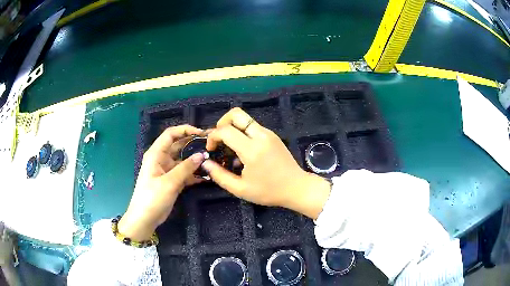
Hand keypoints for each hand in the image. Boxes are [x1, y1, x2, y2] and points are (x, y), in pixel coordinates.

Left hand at [119, 125, 205, 240]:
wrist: (144, 218)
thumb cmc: (152, 198)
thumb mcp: (169, 182)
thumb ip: (186, 168)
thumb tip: (202, 155)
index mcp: (156, 154)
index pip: (170, 134)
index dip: (185, 130)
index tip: (201, 133)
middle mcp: (161, 159)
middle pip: (178, 145)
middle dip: (193, 144)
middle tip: (211, 145)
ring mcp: (167, 171)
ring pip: (183, 160)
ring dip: (195, 160)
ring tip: (212, 160)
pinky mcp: (172, 181)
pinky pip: (185, 173)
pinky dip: (194, 174)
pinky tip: (207, 176)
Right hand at [202, 108, 330, 218]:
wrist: (296, 188)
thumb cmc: (268, 191)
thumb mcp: (240, 189)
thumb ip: (219, 175)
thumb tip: (205, 163)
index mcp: (252, 149)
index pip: (225, 130)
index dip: (213, 137)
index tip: (211, 149)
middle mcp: (261, 136)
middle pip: (236, 113)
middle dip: (222, 122)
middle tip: (219, 139)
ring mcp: (269, 133)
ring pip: (245, 119)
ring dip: (233, 127)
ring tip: (230, 146)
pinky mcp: (273, 135)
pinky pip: (253, 127)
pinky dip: (243, 132)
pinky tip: (243, 150)